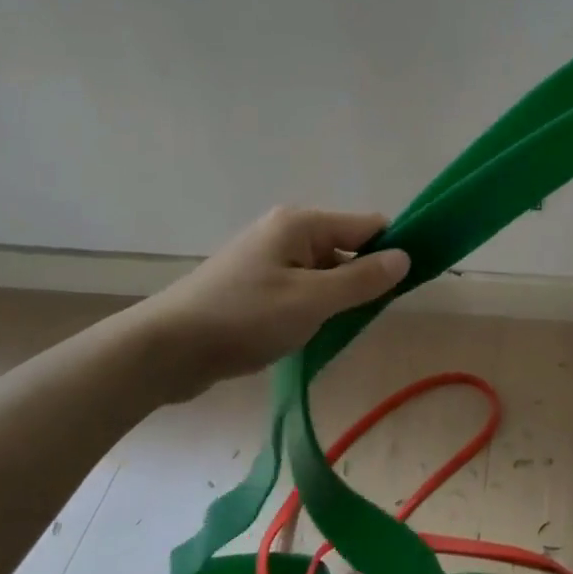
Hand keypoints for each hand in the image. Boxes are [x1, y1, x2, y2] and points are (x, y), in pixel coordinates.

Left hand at [129, 207, 410, 395]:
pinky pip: (301, 287)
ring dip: (336, 298)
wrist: (165, 349)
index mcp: (301, 224)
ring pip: (324, 271)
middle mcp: (286, 231)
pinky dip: (311, 307)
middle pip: (347, 247)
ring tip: (331, 331)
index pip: (369, 225)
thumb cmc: (243, 318)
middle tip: (363, 317)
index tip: (408, 285)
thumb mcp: (312, 301)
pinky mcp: (254, 284)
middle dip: (362, 279)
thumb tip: (406, 256)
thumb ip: (362, 279)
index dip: (393, 250)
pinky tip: (306, 334)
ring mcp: (267, 258)